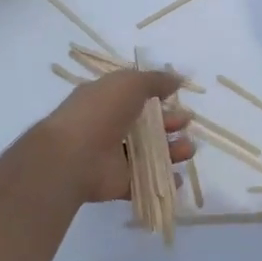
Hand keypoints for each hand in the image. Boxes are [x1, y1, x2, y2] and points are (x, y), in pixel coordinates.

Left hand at [41, 69, 193, 204]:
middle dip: (169, 123)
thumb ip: (154, 80)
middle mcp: (109, 126)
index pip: (134, 96)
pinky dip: (162, 180)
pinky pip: (144, 181)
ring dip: (171, 151)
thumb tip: (177, 78)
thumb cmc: (99, 112)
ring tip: (189, 149)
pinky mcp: (118, 182)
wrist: (73, 156)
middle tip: (187, 122)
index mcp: (106, 100)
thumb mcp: (128, 83)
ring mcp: (113, 156)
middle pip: (145, 125)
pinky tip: (179, 178)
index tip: (177, 97)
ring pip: (148, 153)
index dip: (156, 96)